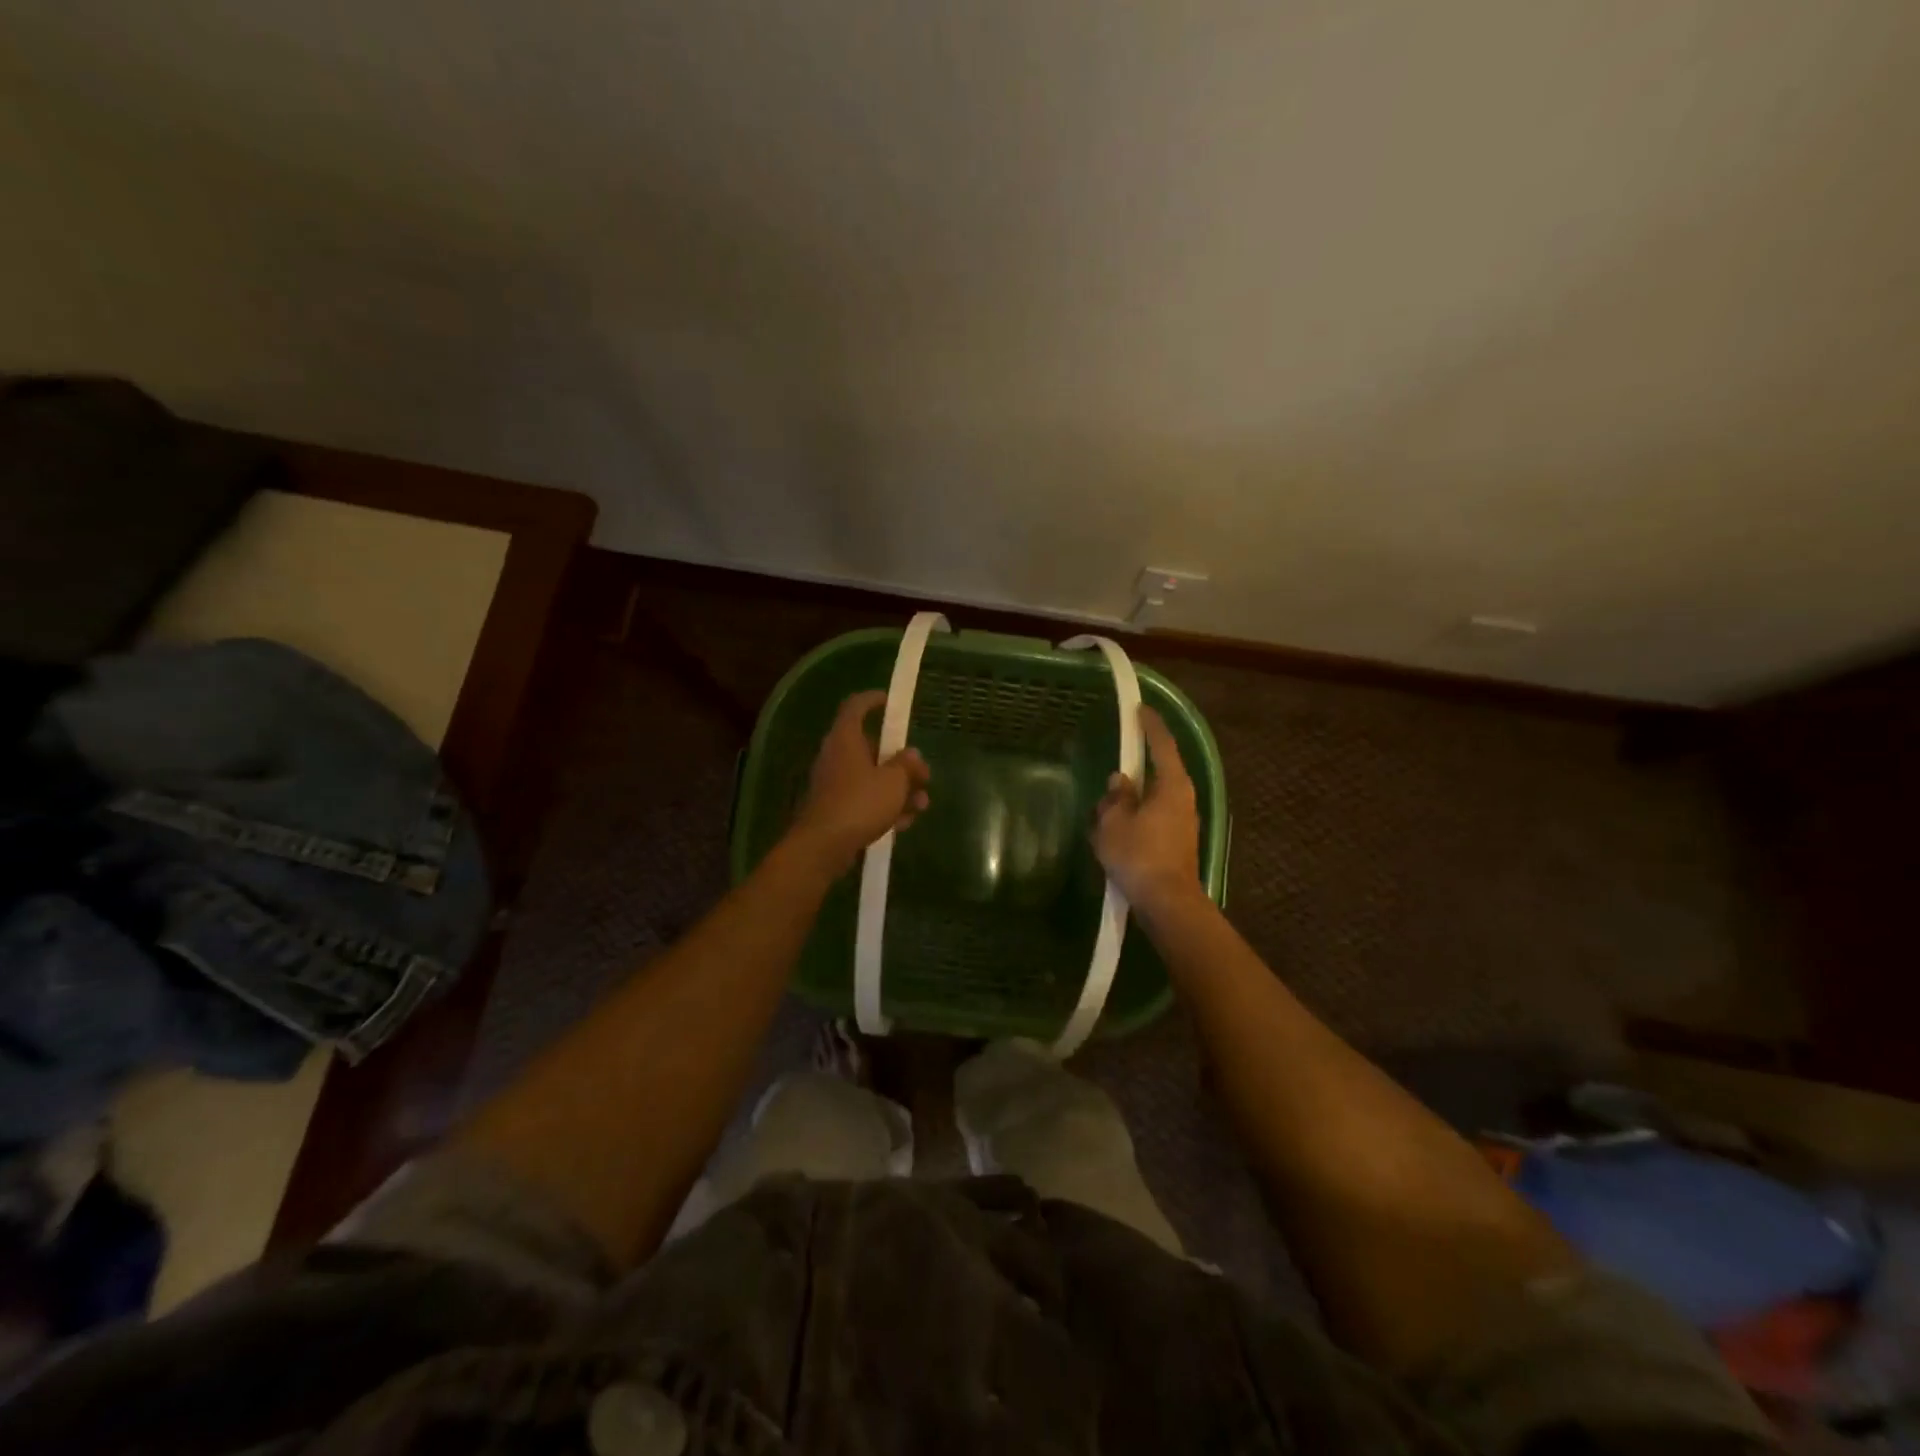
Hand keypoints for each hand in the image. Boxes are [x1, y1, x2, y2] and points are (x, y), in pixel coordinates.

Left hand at [790, 690, 930, 870]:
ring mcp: (834, 784)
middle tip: (923, 775)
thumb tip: (912, 755)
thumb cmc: (859, 803)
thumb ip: (907, 765)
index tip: (890, 701)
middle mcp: (837, 756)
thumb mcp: (893, 781)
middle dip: (901, 762)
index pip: (856, 706)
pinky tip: (903, 824)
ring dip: (898, 789)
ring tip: (921, 805)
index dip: (873, 700)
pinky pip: (865, 800)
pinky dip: (884, 807)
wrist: (823, 846)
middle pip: (872, 748)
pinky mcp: (835, 809)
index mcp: (846, 738)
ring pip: (872, 778)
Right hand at [1092, 706, 1201, 912]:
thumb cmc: (1139, 856)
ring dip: (1134, 800)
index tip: (1139, 709)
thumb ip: (1115, 798)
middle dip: (1136, 770)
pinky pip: (1154, 819)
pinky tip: (1118, 833)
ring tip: (1108, 810)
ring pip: (1155, 799)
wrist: (1168, 903)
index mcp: (1172, 786)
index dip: (1150, 725)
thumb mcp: (1114, 823)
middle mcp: (1184, 799)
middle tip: (1115, 768)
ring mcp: (1184, 822)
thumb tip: (1121, 782)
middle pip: (1160, 773)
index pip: (1162, 745)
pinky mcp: (1179, 843)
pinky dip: (1137, 819)